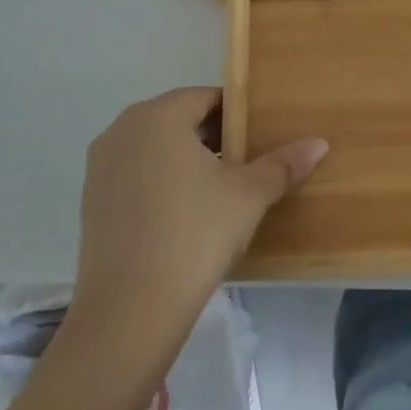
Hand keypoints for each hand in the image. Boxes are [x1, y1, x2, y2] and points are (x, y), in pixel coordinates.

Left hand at [63, 87, 326, 347]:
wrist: (129, 311)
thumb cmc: (195, 233)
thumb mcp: (248, 195)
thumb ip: (283, 164)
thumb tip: (320, 143)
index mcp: (158, 115)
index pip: (206, 98)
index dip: (238, 116)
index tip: (260, 139)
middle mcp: (122, 130)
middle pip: (179, 120)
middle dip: (214, 138)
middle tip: (246, 165)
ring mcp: (100, 167)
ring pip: (156, 149)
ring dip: (187, 161)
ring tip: (220, 191)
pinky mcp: (90, 202)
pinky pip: (136, 176)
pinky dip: (161, 184)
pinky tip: (186, 216)